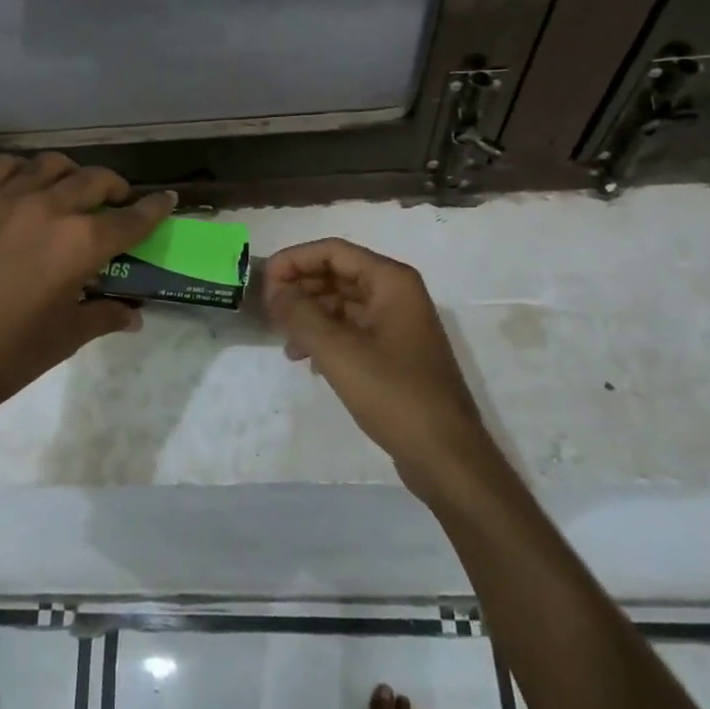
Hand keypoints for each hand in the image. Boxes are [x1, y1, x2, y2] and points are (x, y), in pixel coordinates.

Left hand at [0, 153, 175, 423]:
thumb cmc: (5, 356)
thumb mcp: (65, 337)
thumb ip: (103, 316)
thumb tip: (133, 316)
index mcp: (81, 243)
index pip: (131, 218)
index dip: (154, 208)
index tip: (166, 199)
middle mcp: (50, 207)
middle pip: (96, 180)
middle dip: (115, 188)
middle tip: (117, 202)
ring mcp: (7, 197)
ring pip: (52, 164)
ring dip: (71, 174)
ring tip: (70, 192)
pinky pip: (6, 166)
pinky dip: (25, 171)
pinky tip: (23, 190)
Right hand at [263, 239, 490, 490]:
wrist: (446, 457)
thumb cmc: (395, 395)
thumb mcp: (338, 352)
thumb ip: (300, 314)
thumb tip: (273, 289)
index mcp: (391, 281)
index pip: (333, 251)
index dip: (294, 260)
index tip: (263, 282)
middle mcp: (396, 294)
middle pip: (337, 273)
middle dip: (301, 287)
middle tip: (268, 310)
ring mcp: (397, 324)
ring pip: (342, 302)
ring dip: (310, 314)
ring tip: (285, 340)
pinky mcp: (394, 352)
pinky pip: (352, 329)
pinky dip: (326, 337)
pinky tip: (306, 360)